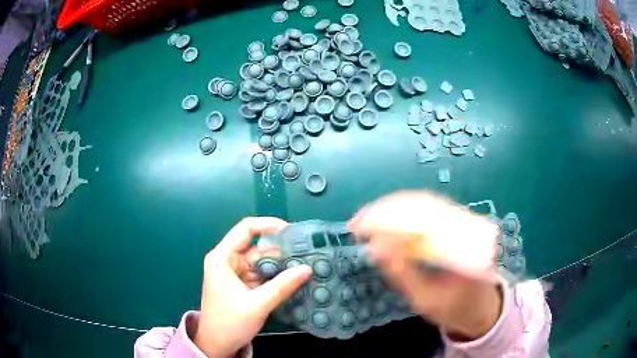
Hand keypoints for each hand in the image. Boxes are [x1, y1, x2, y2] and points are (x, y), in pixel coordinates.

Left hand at [194, 217, 312, 357]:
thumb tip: (307, 268)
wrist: (217, 345)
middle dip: (280, 249)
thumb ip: (282, 286)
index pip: (245, 229)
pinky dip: (276, 275)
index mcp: (223, 258)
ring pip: (261, 261)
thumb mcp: (257, 304)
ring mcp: (235, 273)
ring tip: (305, 264)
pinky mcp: (242, 285)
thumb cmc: (229, 322)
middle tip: (306, 252)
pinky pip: (261, 274)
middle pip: (256, 246)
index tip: (292, 231)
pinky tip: (293, 277)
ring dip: (280, 264)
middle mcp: (228, 261)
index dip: (268, 225)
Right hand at [349, 191, 502, 340]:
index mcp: (464, 246)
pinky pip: (428, 208)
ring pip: (424, 202)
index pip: (423, 222)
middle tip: (357, 223)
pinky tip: (385, 218)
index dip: (388, 220)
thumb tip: (376, 246)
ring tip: (366, 219)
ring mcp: (464, 221)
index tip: (360, 228)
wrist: (481, 305)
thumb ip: (403, 275)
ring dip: (391, 208)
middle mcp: (467, 226)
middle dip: (385, 210)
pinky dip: (403, 210)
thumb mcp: (426, 300)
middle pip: (422, 205)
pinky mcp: (458, 222)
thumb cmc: (455, 307)